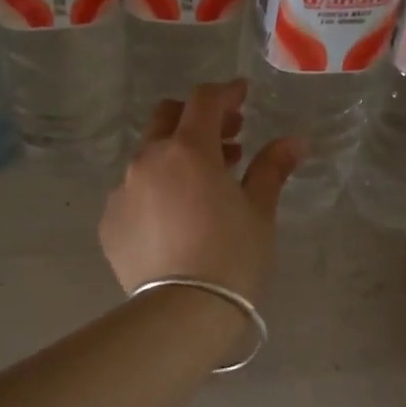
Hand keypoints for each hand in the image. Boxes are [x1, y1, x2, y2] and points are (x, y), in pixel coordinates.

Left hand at [100, 81, 304, 301]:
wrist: (183, 313)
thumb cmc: (232, 257)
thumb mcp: (258, 211)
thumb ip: (272, 168)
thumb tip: (296, 141)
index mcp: (187, 150)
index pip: (205, 101)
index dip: (226, 93)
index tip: (243, 97)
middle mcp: (147, 161)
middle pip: (167, 119)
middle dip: (197, 119)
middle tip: (227, 138)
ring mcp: (122, 191)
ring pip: (147, 157)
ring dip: (175, 157)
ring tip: (204, 183)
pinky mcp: (109, 222)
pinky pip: (132, 194)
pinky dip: (154, 192)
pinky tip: (173, 219)